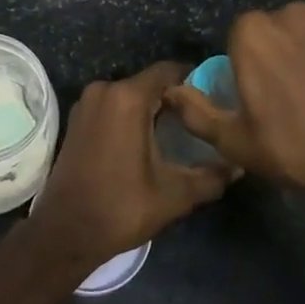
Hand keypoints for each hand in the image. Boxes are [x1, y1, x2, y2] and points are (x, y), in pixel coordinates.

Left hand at [29, 61, 237, 272]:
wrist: (65, 231)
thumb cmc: (121, 208)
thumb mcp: (174, 195)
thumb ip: (210, 176)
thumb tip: (239, 165)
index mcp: (127, 98)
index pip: (169, 71)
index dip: (194, 80)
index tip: (214, 99)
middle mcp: (105, 90)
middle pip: (149, 83)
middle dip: (174, 98)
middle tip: (201, 120)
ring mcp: (87, 103)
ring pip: (130, 95)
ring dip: (152, 108)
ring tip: (179, 132)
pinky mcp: (77, 118)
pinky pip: (112, 106)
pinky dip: (131, 116)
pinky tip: (148, 140)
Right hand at [166, 3, 304, 228]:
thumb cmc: (292, 148)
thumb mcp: (233, 140)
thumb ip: (195, 111)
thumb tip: (170, 91)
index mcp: (253, 33)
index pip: (237, 36)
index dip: (243, 63)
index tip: (253, 92)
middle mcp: (290, 15)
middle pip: (272, 30)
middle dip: (272, 53)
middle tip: (281, 94)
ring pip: (304, 33)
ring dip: (302, 52)